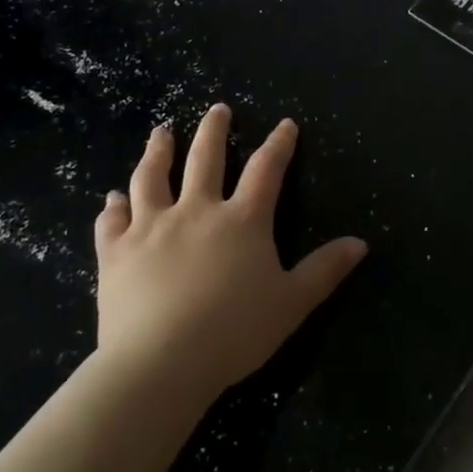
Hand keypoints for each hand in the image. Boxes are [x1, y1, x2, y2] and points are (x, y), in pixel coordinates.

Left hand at [93, 103, 366, 399]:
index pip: (265, 170)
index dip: (279, 144)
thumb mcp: (292, 303)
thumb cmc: (233, 332)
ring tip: (161, 132)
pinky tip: (112, 198)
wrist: (161, 363)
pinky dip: (113, 206)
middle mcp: (197, 211)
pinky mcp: (116, 252)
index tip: (285, 124)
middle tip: (217, 108)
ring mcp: (152, 227)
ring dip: (158, 151)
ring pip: (152, 177)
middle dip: (213, 130)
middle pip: (205, 159)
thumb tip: (361, 243)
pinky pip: (113, 221)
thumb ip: (325, 270)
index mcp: (242, 221)